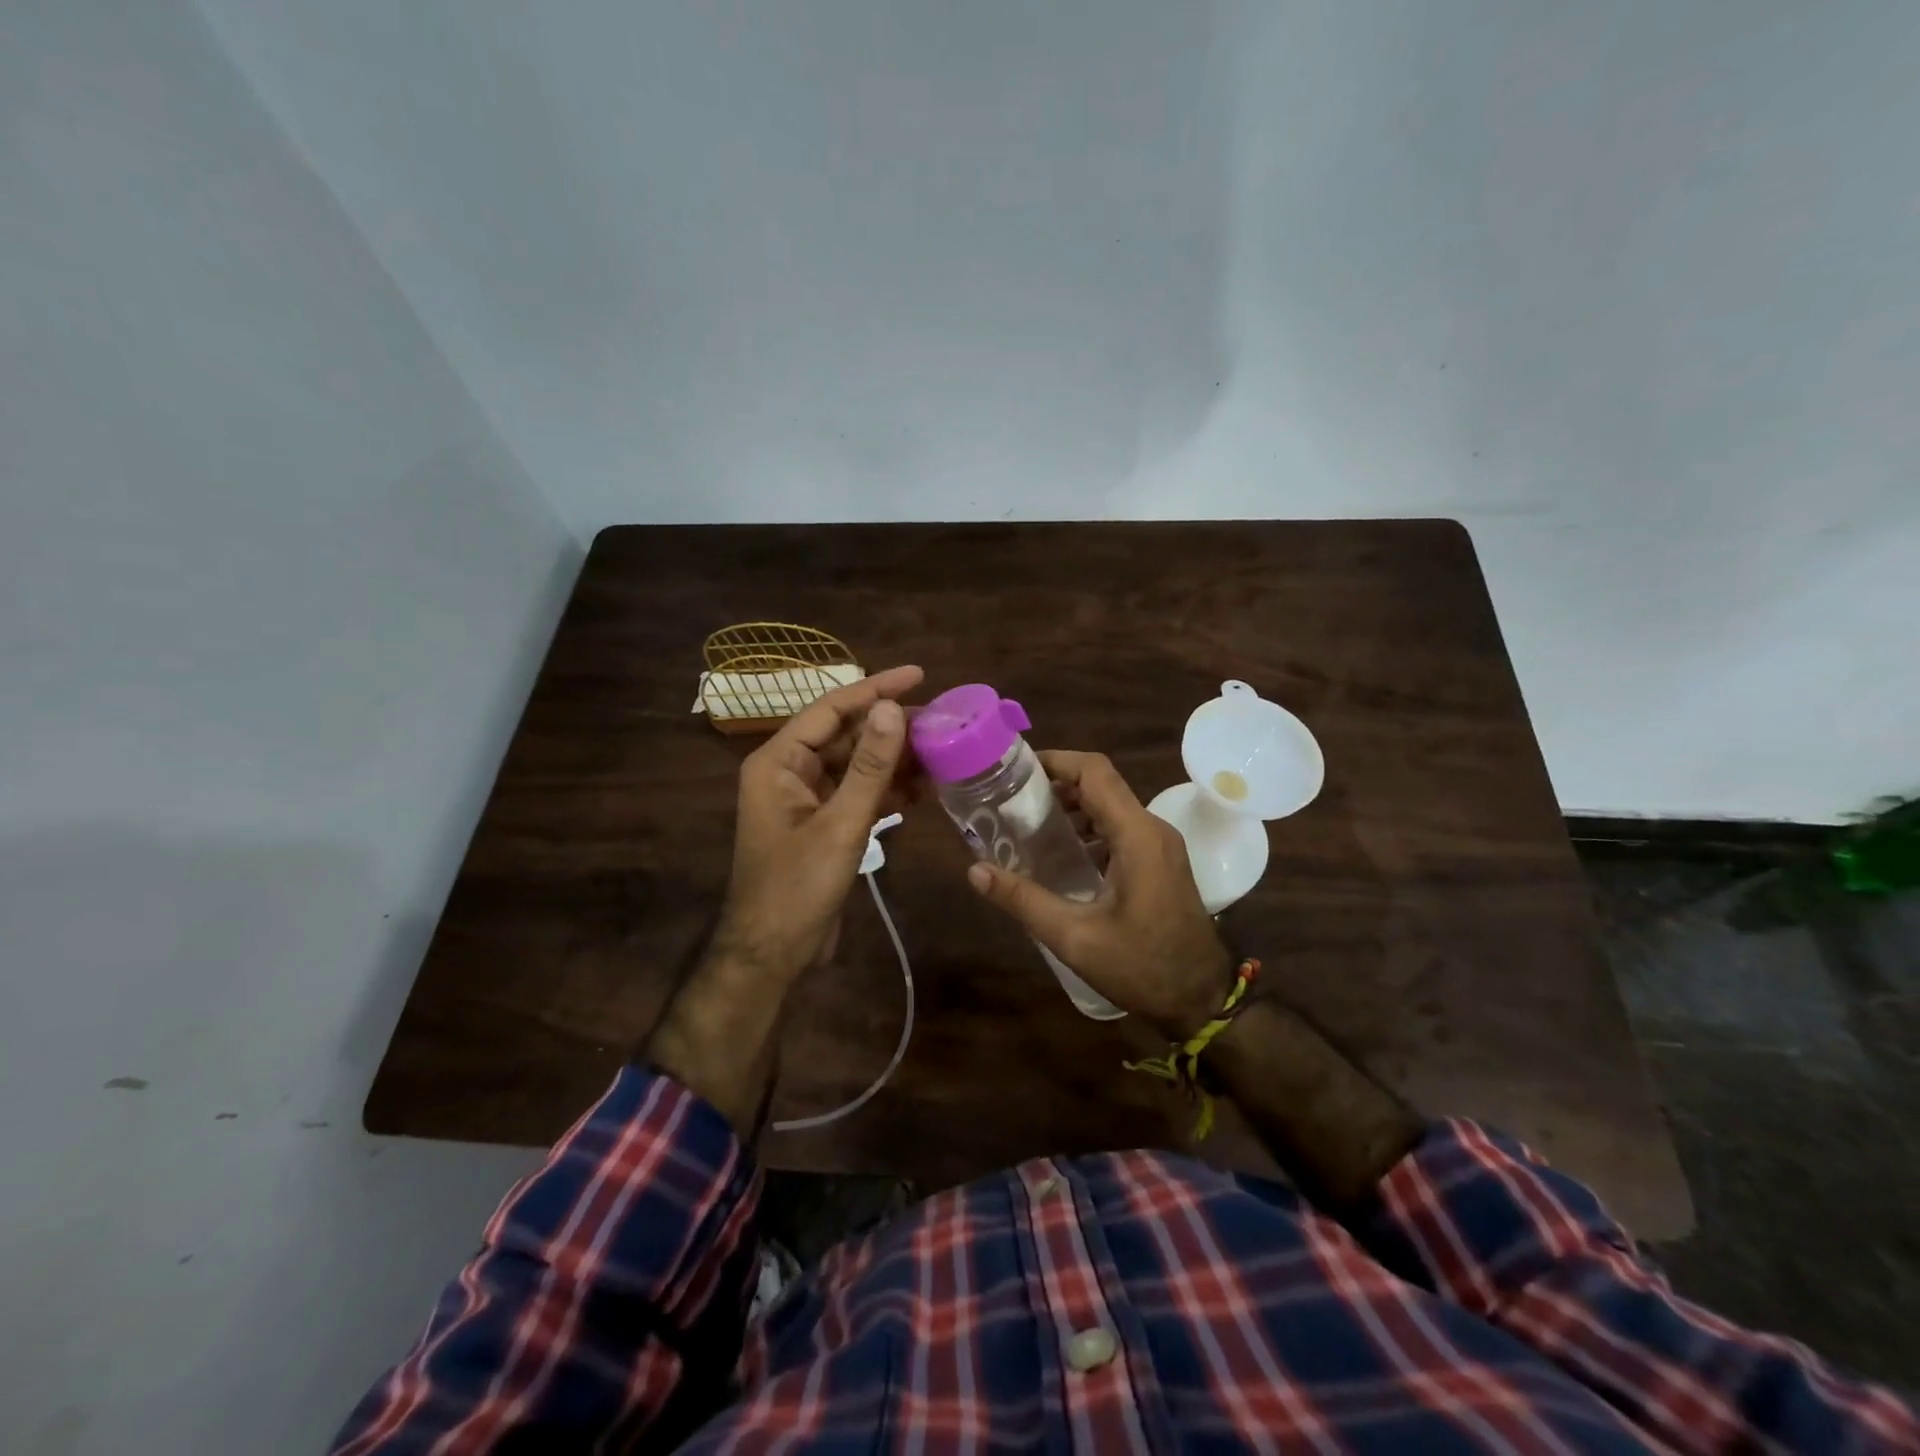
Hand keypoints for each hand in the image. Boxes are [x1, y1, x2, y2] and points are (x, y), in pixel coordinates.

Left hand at [712, 664, 923, 983]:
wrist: (773, 953)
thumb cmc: (796, 887)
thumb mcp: (839, 824)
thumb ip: (868, 767)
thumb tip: (892, 709)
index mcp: (779, 762)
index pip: (831, 709)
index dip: (876, 688)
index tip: (919, 675)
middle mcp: (790, 772)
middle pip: (847, 735)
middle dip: (893, 728)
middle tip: (943, 720)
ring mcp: (808, 799)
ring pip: (857, 765)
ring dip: (896, 760)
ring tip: (943, 750)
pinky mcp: (824, 823)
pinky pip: (860, 793)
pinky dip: (890, 790)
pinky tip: (926, 787)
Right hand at [966, 750, 1236, 1034]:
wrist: (1201, 1000)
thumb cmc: (1142, 967)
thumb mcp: (1074, 938)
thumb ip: (1023, 900)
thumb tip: (975, 871)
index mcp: (1137, 835)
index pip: (1095, 772)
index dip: (1056, 761)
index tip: (1015, 769)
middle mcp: (1152, 829)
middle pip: (1102, 784)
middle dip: (1057, 784)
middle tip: (1012, 799)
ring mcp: (1160, 845)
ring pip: (1112, 805)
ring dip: (1073, 806)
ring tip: (1028, 823)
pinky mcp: (1161, 862)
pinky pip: (1121, 828)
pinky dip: (1089, 828)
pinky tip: (1061, 853)